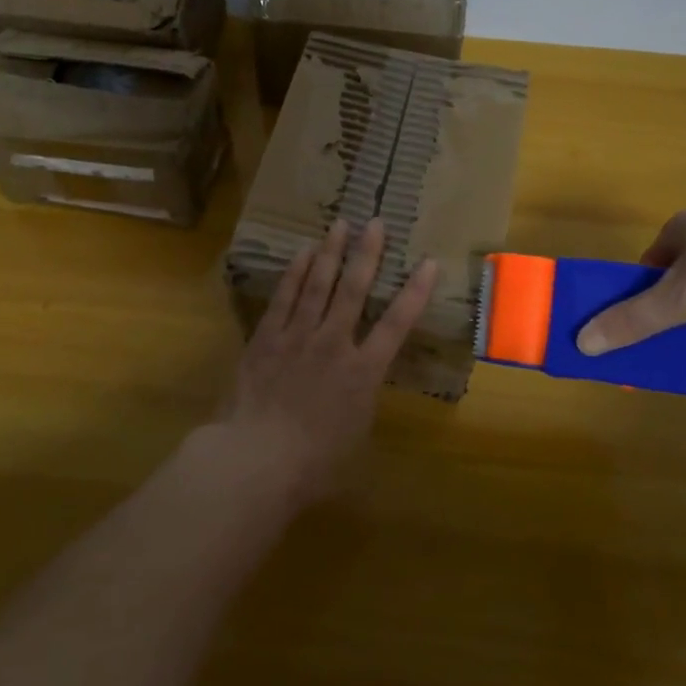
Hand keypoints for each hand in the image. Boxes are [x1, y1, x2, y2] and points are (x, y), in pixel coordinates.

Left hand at [216, 217, 436, 503]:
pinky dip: (295, 273)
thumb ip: (362, 406)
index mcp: (363, 372)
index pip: (397, 324)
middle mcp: (334, 344)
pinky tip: (303, 253)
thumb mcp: (355, 439)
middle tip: (375, 222)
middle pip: (354, 290)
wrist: (256, 458)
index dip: (416, 292)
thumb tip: (362, 392)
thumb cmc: (313, 463)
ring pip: (318, 285)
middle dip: (367, 254)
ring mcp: (298, 337)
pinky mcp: (267, 338)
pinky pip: (284, 298)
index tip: (429, 263)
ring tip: (340, 224)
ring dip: (331, 253)